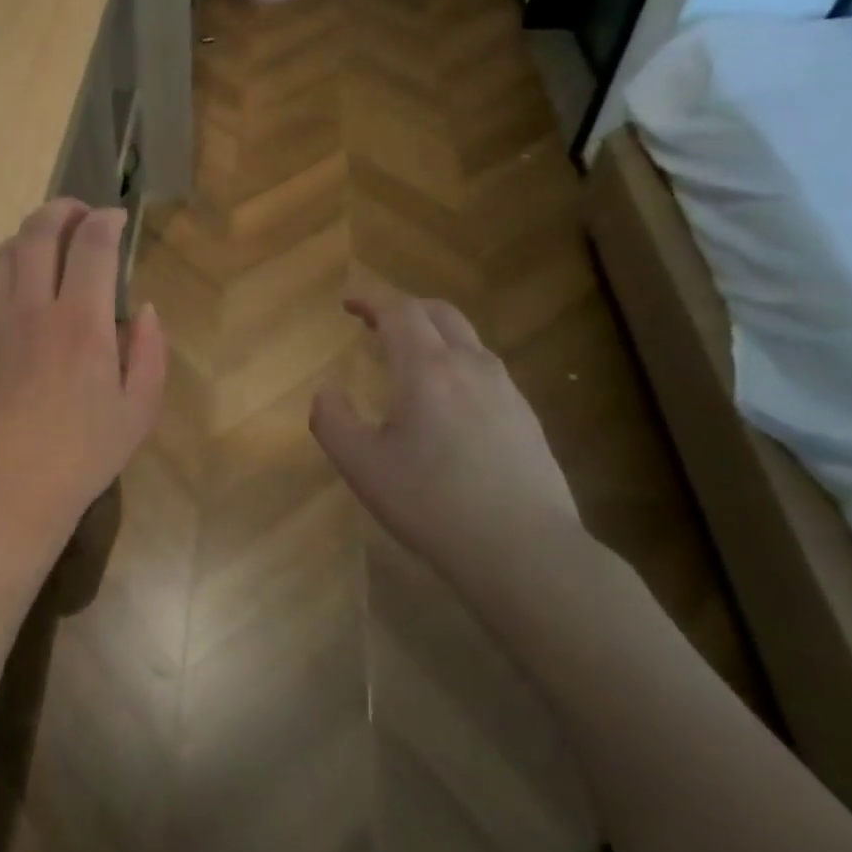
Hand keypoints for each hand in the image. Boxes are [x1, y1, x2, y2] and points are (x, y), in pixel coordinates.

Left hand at [0, 200, 165, 559]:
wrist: (5, 489)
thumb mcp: (139, 411)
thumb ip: (150, 352)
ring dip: (30, 232)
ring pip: (6, 250)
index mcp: (81, 324)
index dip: (105, 220)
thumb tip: (143, 310)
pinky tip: (17, 275)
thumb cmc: (81, 455)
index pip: (91, 245)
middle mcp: (33, 308)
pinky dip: (5, 262)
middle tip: (80, 213)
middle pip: (40, 231)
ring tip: (49, 240)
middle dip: (63, 210)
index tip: (116, 218)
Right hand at [310, 294, 590, 591]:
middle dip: (403, 308)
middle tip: (375, 323)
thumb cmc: (431, 504)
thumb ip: (332, 419)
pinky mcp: (526, 416)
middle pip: (438, 313)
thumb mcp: (362, 466)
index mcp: (426, 370)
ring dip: (432, 334)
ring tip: (407, 358)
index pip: (399, 312)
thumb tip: (325, 389)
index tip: (348, 304)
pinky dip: (455, 361)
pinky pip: (484, 368)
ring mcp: (505, 390)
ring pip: (467, 339)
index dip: (371, 300)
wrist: (524, 551)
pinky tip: (446, 399)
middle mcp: (470, 366)